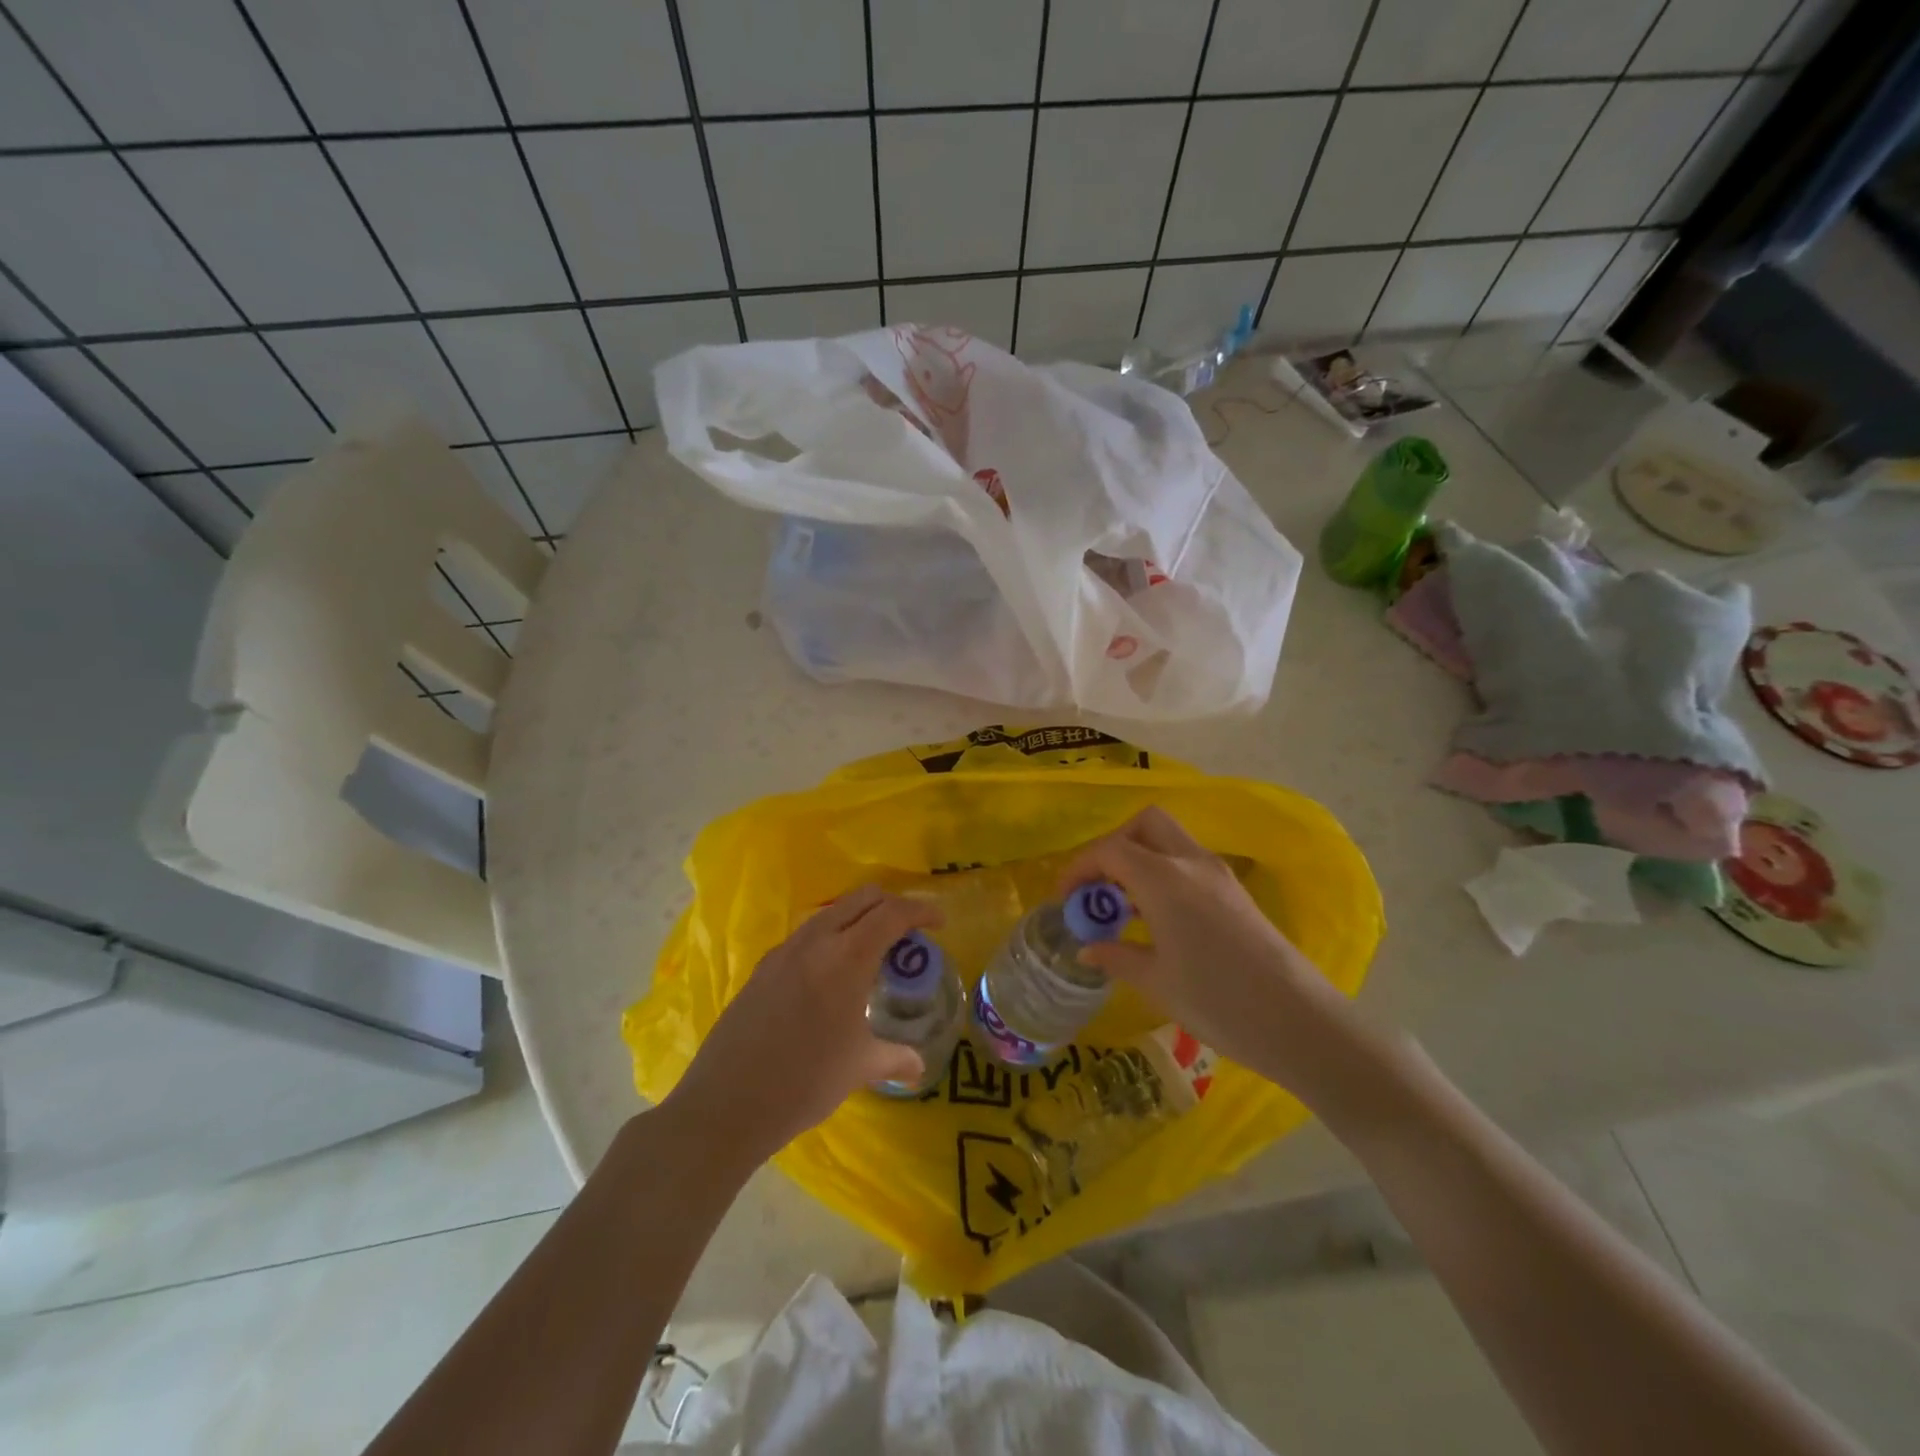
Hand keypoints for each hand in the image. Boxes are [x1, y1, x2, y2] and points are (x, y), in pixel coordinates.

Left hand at [664, 885, 939, 1165]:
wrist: (727, 1104)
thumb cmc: (804, 1081)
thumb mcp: (859, 1067)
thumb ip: (895, 1057)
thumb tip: (919, 1066)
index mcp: (847, 957)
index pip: (892, 913)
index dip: (921, 911)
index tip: (940, 922)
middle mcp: (815, 941)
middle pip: (862, 899)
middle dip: (892, 905)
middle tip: (909, 933)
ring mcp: (784, 951)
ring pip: (832, 912)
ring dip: (859, 918)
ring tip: (872, 953)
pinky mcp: (763, 967)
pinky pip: (807, 935)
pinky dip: (831, 937)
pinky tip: (831, 975)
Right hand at [1060, 807, 1349, 1078]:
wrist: (1300, 1023)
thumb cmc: (1219, 1002)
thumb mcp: (1156, 982)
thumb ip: (1116, 956)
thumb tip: (1088, 948)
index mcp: (1164, 879)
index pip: (1110, 850)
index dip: (1079, 868)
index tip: (1065, 899)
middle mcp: (1191, 863)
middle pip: (1144, 824)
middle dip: (1113, 846)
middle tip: (1099, 888)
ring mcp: (1218, 874)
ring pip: (1168, 840)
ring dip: (1139, 859)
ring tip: (1122, 908)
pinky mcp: (1234, 892)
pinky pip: (1187, 863)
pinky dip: (1161, 874)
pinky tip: (1156, 918)